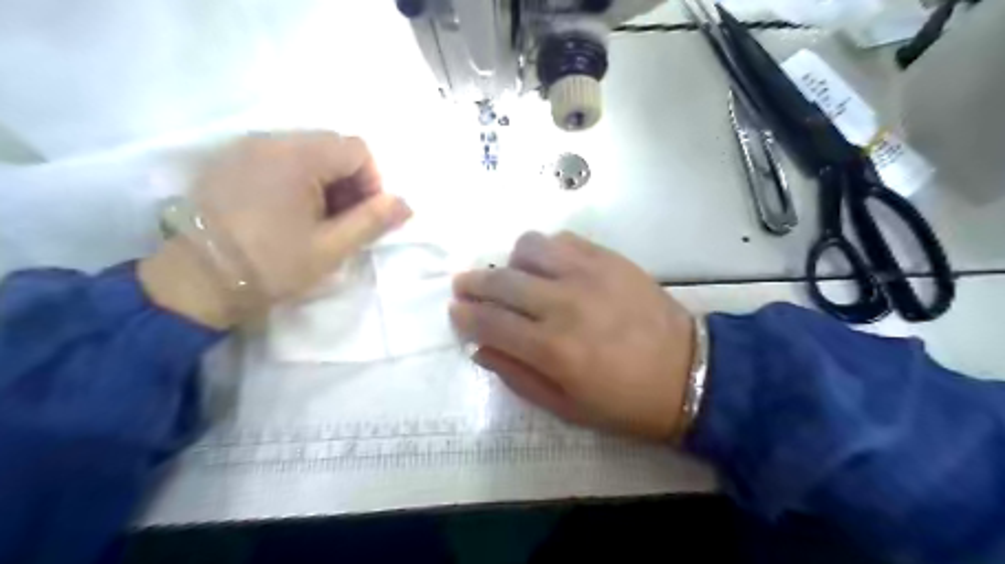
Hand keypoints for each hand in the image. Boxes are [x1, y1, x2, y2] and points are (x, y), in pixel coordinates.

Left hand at [139, 132, 410, 326]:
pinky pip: (279, 158)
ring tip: (315, 220)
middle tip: (342, 222)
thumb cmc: (271, 265)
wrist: (196, 282)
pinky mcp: (230, 162)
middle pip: (332, 147)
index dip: (372, 182)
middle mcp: (270, 140)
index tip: (363, 217)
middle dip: (349, 182)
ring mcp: (245, 148)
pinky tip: (288, 213)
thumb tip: (405, 204)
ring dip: (324, 182)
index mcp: (298, 157)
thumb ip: (372, 221)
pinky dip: (297, 180)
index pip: (357, 149)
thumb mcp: (332, 248)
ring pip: (307, 152)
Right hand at [453, 232, 695, 440]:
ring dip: (513, 262)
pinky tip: (551, 266)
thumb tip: (481, 349)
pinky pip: (563, 239)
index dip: (465, 315)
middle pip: (501, 280)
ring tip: (517, 277)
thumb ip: (517, 376)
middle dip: (474, 283)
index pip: (489, 323)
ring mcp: (588, 274)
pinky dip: (547, 250)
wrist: (689, 372)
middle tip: (465, 285)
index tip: (455, 310)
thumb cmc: (625, 402)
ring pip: (529, 247)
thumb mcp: (566, 407)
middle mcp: (563, 304)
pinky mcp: (609, 258)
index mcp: (551, 349)